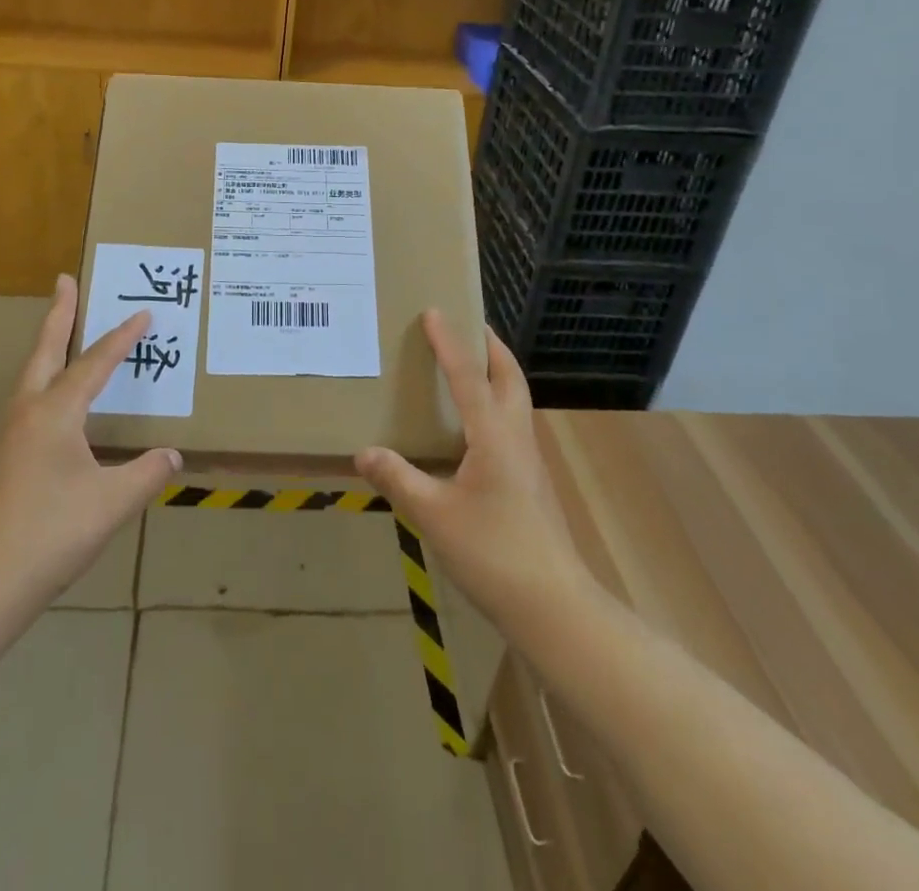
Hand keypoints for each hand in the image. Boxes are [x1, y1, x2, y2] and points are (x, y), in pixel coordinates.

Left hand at [0, 276, 180, 618]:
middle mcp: (26, 414)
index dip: (122, 338)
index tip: (143, 313)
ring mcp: (7, 438)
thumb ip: (146, 474)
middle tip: (65, 281)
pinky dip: (45, 383)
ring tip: (63, 334)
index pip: (94, 364)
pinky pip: (28, 404)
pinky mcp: (1, 462)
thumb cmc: (49, 535)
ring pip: (31, 377)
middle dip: (58, 314)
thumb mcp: (111, 503)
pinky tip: (57, 408)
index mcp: (54, 413)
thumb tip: (172, 455)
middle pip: (44, 351)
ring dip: (48, 348)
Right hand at [355, 311, 586, 628]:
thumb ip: (398, 479)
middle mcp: (516, 438)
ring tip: (469, 366)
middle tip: (468, 325)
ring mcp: (529, 461)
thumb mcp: (434, 516)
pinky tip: (474, 427)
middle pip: (510, 378)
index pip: (468, 377)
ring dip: (496, 373)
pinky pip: (511, 424)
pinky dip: (495, 404)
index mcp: (493, 436)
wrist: (554, 606)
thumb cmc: (493, 553)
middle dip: (490, 347)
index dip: (449, 343)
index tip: (435, 312)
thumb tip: (364, 452)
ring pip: (515, 401)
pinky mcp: (531, 482)